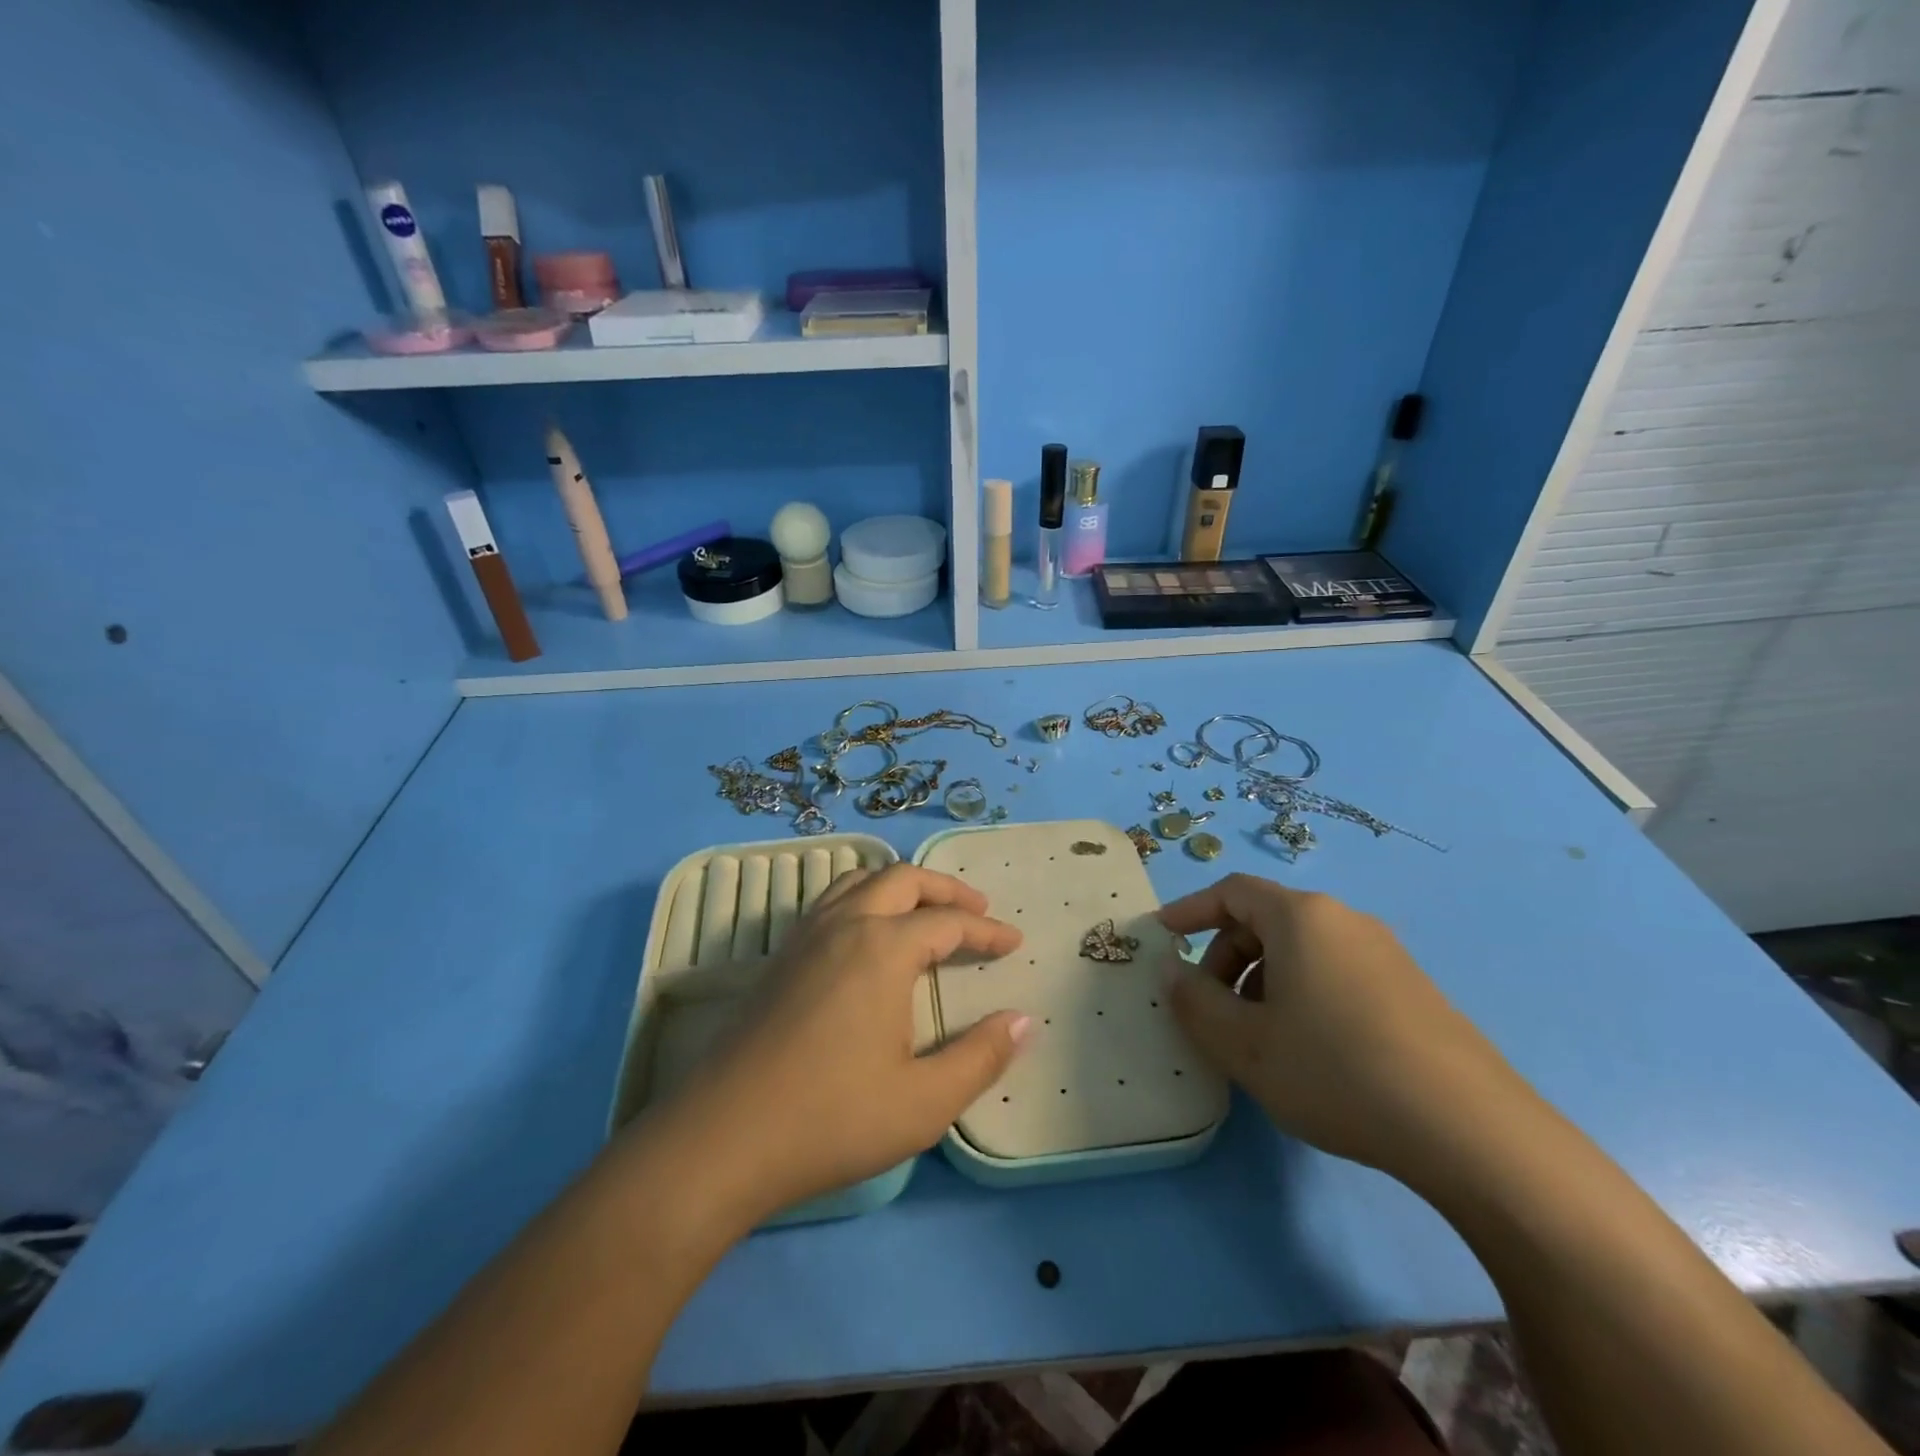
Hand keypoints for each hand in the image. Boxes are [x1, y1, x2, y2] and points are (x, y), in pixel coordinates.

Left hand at [653, 864, 1031, 1224]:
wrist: (721, 1139)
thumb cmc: (831, 1119)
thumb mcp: (924, 1102)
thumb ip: (981, 1057)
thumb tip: (1025, 1020)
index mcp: (883, 948)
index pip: (948, 923)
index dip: (987, 930)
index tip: (1014, 942)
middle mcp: (844, 925)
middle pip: (902, 880)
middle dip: (946, 889)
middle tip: (978, 908)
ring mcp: (804, 937)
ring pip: (859, 881)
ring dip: (900, 886)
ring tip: (924, 910)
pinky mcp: (779, 958)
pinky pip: (830, 901)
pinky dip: (863, 898)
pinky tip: (867, 936)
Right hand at [1159, 874, 1530, 1181]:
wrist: (1471, 1131)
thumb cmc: (1336, 1071)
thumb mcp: (1244, 1044)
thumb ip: (1194, 1001)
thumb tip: (1172, 969)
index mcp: (1301, 918)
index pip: (1232, 892)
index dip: (1190, 909)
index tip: (1162, 935)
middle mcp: (1345, 921)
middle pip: (1266, 921)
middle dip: (1226, 957)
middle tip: (1211, 1008)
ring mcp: (1386, 954)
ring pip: (1302, 951)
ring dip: (1262, 980)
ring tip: (1258, 1038)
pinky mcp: (1413, 990)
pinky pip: (1337, 973)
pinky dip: (1302, 994)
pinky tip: (1310, 1051)